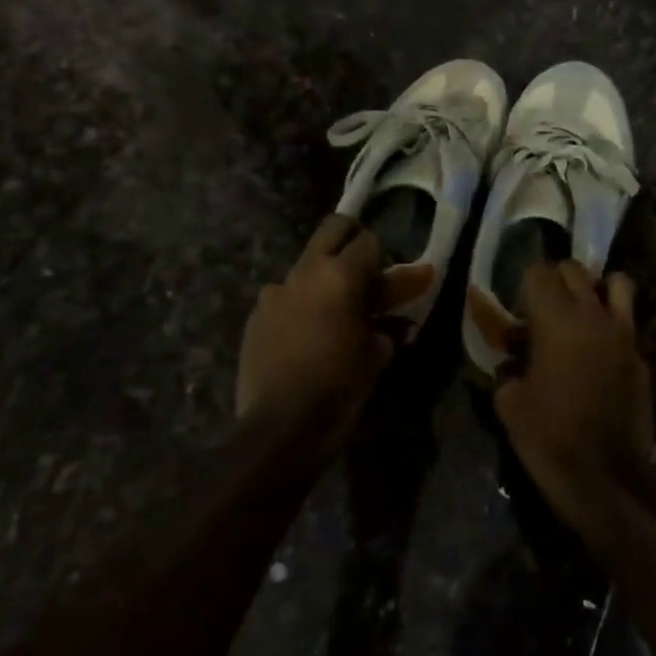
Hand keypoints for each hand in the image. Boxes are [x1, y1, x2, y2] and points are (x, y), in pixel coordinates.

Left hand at [237, 215, 395, 453]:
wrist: (281, 426)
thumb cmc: (340, 384)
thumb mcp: (376, 353)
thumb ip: (389, 324)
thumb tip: (400, 318)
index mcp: (341, 275)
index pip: (369, 241)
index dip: (384, 256)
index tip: (391, 277)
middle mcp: (305, 271)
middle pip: (332, 229)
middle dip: (350, 239)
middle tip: (364, 267)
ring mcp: (275, 292)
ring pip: (305, 265)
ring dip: (322, 278)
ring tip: (332, 310)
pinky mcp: (256, 316)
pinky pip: (283, 297)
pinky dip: (299, 306)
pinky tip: (305, 334)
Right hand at [494, 261, 654, 537]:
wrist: (606, 477)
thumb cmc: (549, 437)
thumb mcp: (509, 404)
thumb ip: (508, 370)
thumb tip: (511, 360)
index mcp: (556, 319)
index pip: (540, 272)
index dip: (525, 284)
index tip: (518, 306)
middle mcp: (593, 315)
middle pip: (576, 269)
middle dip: (557, 279)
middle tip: (543, 307)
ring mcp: (624, 334)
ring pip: (617, 282)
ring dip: (597, 289)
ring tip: (582, 313)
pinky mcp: (641, 356)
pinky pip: (628, 323)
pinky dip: (613, 325)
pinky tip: (599, 353)